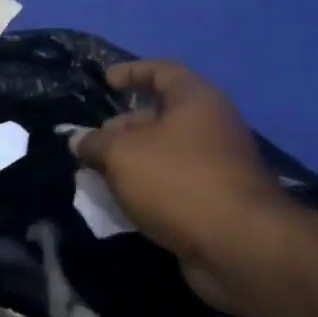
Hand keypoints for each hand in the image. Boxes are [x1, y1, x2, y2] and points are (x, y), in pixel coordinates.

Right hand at [75, 61, 288, 310]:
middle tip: (91, 144)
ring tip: (96, 176)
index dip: (132, 72)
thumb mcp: (122, 154)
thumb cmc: (177, 181)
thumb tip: (80, 141)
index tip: (105, 81)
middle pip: (161, 116)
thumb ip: (95, 143)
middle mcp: (211, 127)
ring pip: (164, 154)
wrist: (236, 245)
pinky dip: (146, 189)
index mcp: (196, 101)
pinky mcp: (214, 201)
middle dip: (122, 127)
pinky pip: (172, 185)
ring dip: (131, 162)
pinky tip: (120, 203)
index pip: (162, 71)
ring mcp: (216, 166)